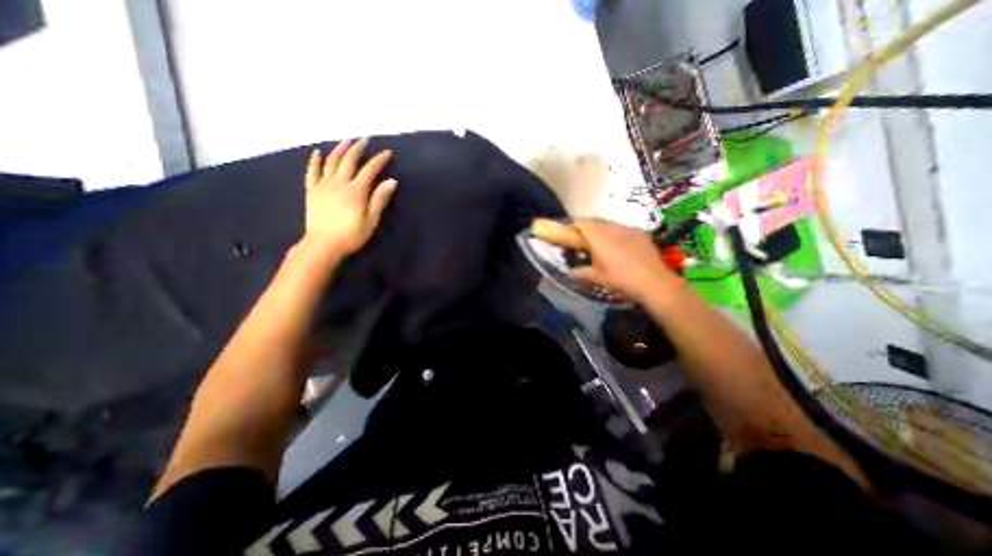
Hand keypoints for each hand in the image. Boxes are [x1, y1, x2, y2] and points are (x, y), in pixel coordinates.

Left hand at [305, 138, 396, 257]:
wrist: (323, 244)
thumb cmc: (351, 235)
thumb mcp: (371, 220)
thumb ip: (380, 199)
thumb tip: (391, 181)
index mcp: (356, 190)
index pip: (369, 170)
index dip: (379, 160)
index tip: (387, 153)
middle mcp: (339, 183)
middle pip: (349, 160)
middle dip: (358, 148)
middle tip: (365, 139)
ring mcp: (323, 185)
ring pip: (331, 161)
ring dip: (340, 149)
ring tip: (346, 141)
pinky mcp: (312, 191)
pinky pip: (312, 171)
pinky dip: (315, 160)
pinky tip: (318, 152)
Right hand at [531, 218, 677, 303]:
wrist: (653, 281)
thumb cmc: (619, 278)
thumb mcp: (595, 278)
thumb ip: (580, 273)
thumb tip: (569, 272)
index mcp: (597, 236)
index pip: (580, 223)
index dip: (572, 227)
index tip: (569, 236)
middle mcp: (611, 228)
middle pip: (595, 223)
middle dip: (587, 230)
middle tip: (584, 243)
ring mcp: (628, 229)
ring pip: (609, 226)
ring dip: (602, 232)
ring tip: (602, 247)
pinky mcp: (640, 234)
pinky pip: (623, 231)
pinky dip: (617, 236)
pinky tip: (620, 249)